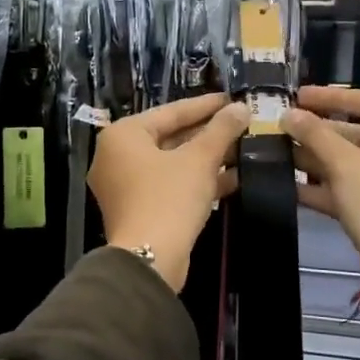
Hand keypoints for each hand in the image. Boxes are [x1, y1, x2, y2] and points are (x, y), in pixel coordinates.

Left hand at [90, 93, 248, 291]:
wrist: (149, 260)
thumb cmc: (169, 198)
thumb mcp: (200, 160)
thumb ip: (221, 130)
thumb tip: (241, 107)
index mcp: (123, 135)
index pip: (170, 111)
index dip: (205, 105)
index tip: (232, 99)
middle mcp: (116, 156)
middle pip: (169, 137)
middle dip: (207, 134)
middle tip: (240, 124)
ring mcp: (124, 186)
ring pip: (171, 163)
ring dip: (206, 159)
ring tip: (243, 150)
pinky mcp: (137, 210)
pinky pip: (169, 185)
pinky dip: (196, 181)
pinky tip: (232, 179)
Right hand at [282, 86, 359, 283]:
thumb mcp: (347, 166)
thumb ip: (316, 135)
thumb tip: (288, 114)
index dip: (332, 97)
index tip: (299, 96)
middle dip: (320, 134)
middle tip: (284, 127)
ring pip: (354, 164)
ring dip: (317, 160)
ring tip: (279, 153)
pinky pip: (353, 189)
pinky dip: (325, 186)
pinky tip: (289, 185)